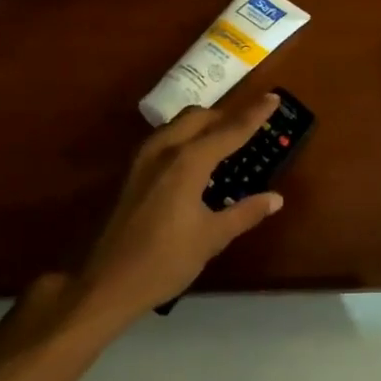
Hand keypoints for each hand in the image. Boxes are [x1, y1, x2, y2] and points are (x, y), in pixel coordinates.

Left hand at [76, 90, 287, 316]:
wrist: (105, 282)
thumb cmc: (164, 261)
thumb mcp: (211, 238)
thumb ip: (244, 213)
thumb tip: (275, 198)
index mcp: (187, 163)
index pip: (229, 131)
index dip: (253, 114)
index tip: (273, 97)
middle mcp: (163, 151)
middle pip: (199, 117)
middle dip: (227, 115)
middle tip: (250, 124)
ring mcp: (142, 160)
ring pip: (177, 125)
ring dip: (203, 124)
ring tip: (224, 138)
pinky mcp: (131, 174)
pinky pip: (164, 140)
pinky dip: (186, 138)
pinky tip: (194, 161)